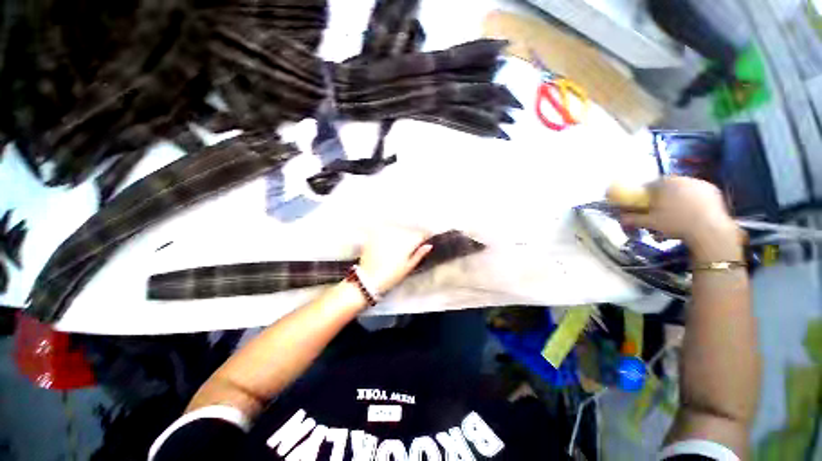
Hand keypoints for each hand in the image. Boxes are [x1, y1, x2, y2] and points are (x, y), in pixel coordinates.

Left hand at [357, 227, 432, 293]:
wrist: (368, 278)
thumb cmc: (392, 275)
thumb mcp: (409, 267)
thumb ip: (419, 254)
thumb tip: (429, 245)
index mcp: (408, 241)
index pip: (420, 234)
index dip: (424, 237)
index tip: (424, 242)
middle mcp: (398, 232)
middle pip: (409, 231)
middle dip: (411, 237)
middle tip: (409, 247)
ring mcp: (385, 232)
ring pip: (398, 229)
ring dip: (399, 235)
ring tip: (396, 247)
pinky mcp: (375, 233)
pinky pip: (386, 230)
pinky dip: (388, 234)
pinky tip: (386, 243)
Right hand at [610, 177, 743, 260]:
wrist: (710, 230)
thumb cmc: (676, 223)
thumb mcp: (650, 223)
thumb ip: (632, 218)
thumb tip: (619, 218)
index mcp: (665, 183)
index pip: (648, 185)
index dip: (644, 195)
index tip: (643, 205)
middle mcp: (682, 178)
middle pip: (667, 186)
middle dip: (662, 197)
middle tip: (660, 211)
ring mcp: (700, 183)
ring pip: (683, 189)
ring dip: (678, 199)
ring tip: (677, 214)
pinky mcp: (714, 190)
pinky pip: (698, 194)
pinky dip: (693, 201)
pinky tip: (692, 214)